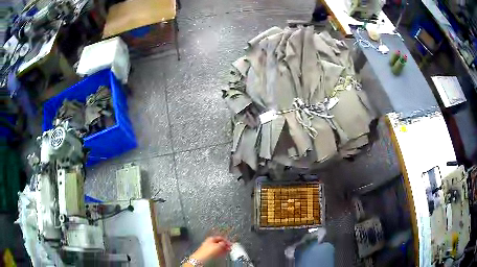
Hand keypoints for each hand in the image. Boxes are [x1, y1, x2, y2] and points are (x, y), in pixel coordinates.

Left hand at [190, 236, 231, 262]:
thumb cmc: (207, 252)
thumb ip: (223, 243)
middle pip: (219, 243)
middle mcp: (208, 242)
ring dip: (222, 249)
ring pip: (217, 248)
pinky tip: (221, 255)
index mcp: (211, 238)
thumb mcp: (219, 246)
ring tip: (226, 252)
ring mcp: (207, 248)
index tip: (231, 244)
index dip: (227, 241)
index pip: (221, 237)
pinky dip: (219, 253)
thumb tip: (226, 243)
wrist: (201, 259)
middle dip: (224, 245)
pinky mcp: (207, 253)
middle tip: (229, 248)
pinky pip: (215, 252)